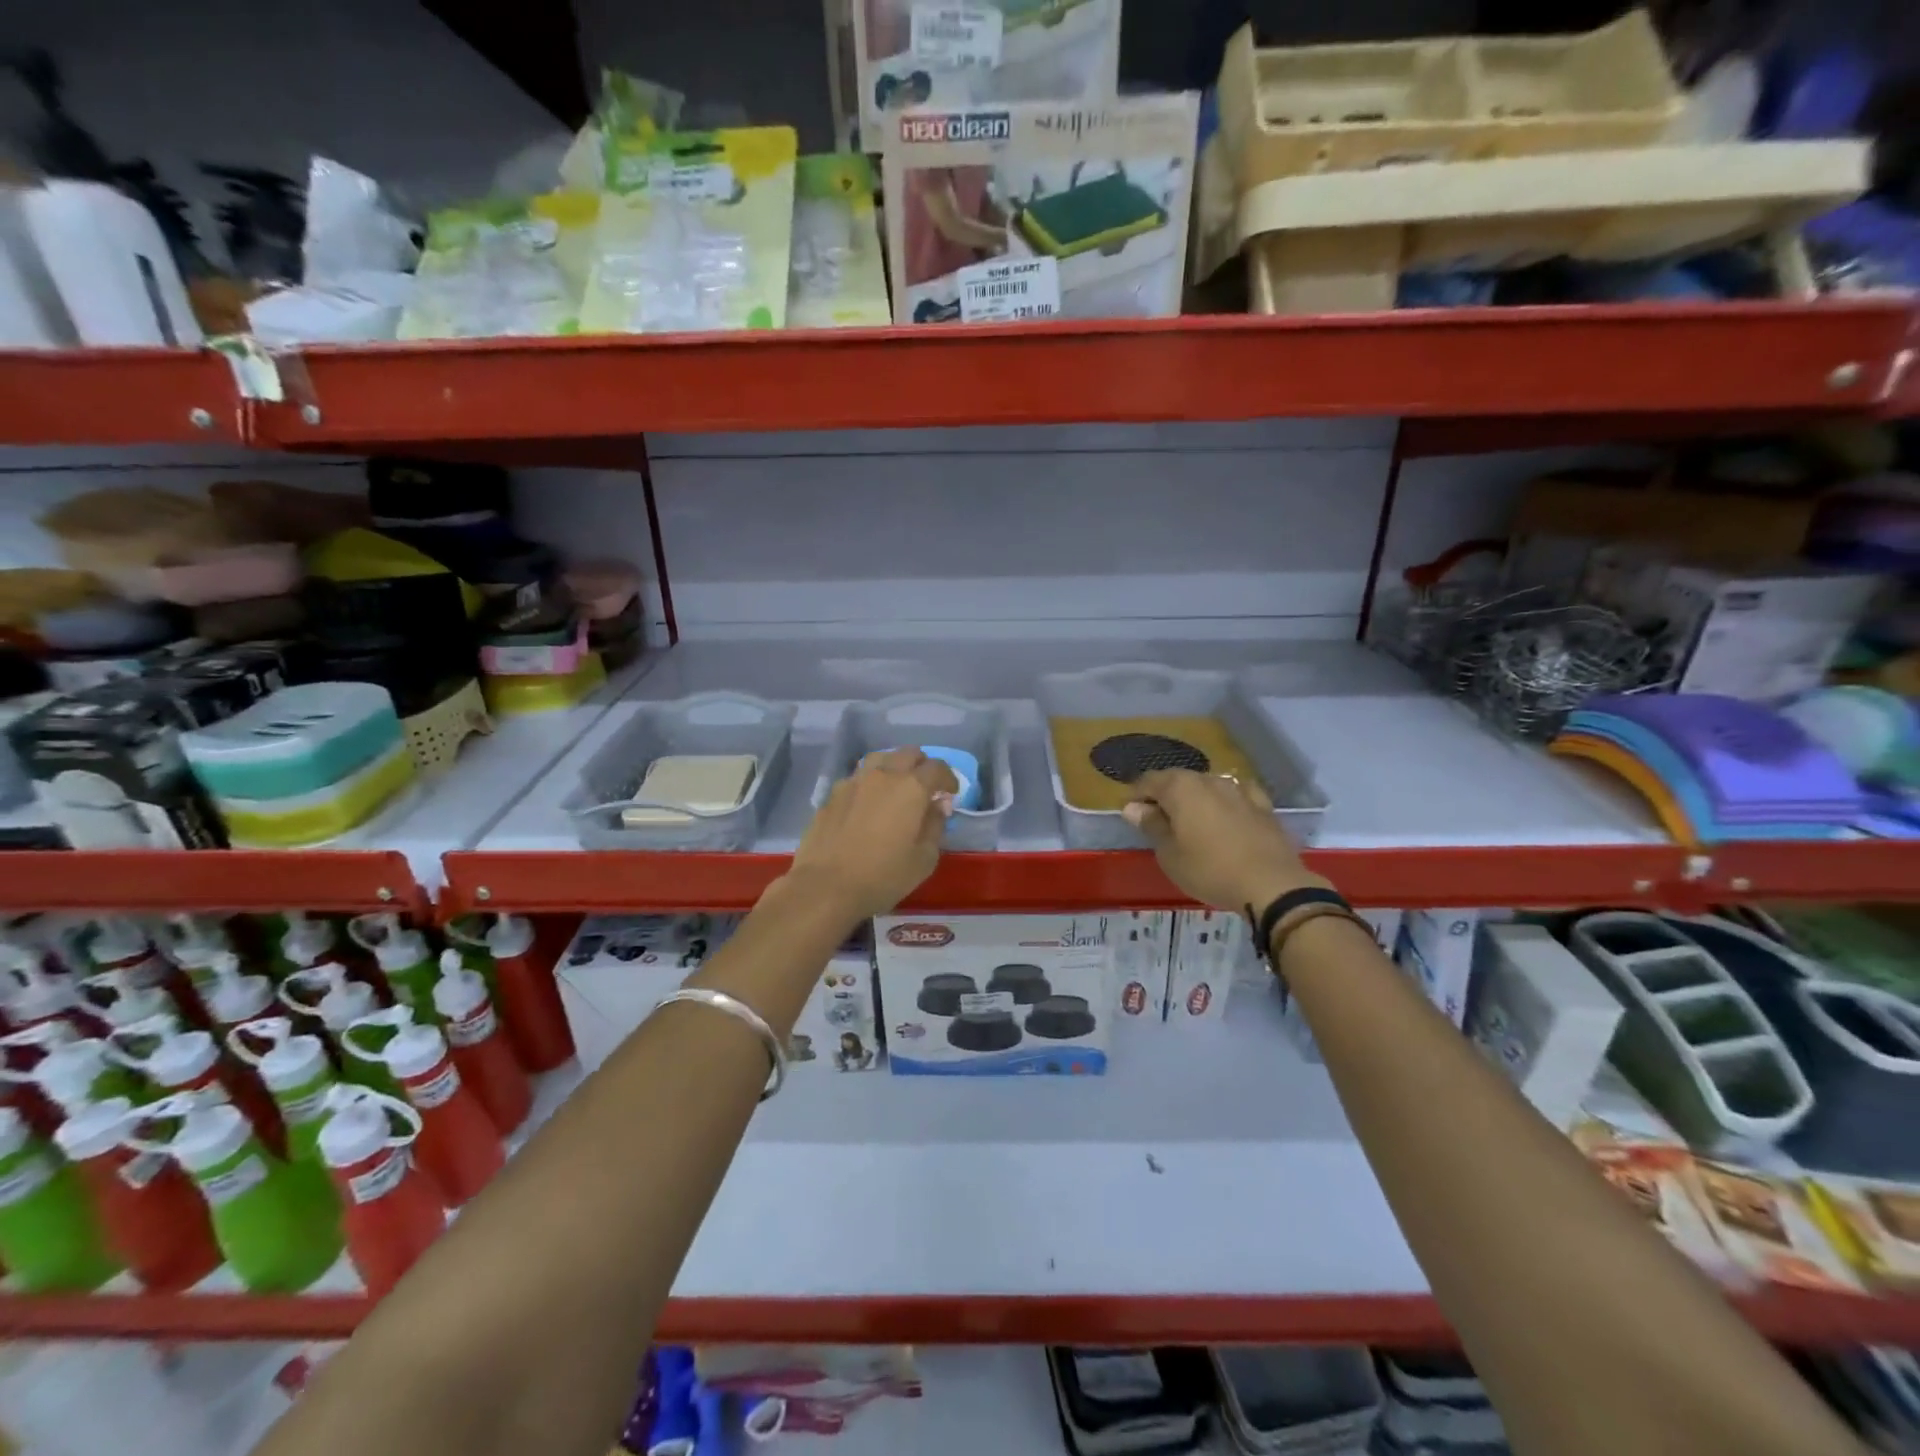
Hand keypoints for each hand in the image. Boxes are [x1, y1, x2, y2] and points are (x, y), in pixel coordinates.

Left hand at [785, 748, 956, 918]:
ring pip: (880, 759)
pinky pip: (858, 777)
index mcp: (911, 788)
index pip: (937, 768)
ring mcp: (854, 781)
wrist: (826, 886)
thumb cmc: (883, 876)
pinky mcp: (832, 794)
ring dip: (894, 767)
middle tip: (926, 788)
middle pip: (908, 754)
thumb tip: (938, 805)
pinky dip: (870, 783)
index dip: (948, 778)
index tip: (950, 793)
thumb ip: (935, 826)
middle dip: (922, 766)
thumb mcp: (924, 859)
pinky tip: (868, 804)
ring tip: (896, 788)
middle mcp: (883, 775)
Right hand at [1123, 769, 1323, 911]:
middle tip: (1156, 821)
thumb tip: (1133, 808)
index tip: (1129, 813)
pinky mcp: (1263, 805)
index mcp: (1180, 788)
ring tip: (1189, 822)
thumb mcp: (1169, 854)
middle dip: (1164, 796)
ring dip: (1194, 799)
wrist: (1272, 885)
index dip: (1135, 795)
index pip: (1148, 781)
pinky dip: (1225, 802)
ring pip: (1207, 786)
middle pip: (1178, 780)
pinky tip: (1225, 813)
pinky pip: (1236, 795)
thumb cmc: (1209, 870)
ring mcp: (1239, 790)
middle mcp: (1209, 779)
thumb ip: (1151, 825)